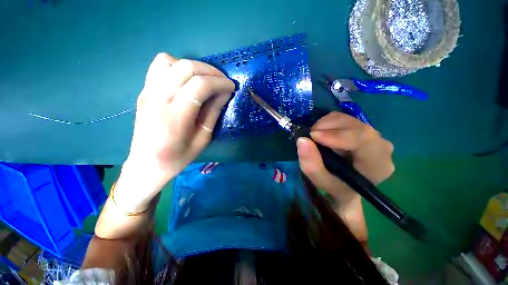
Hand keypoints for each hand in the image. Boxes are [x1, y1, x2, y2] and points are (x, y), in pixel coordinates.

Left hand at [116, 53, 233, 210]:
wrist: (146, 165)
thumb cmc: (178, 157)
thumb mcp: (202, 139)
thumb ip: (213, 113)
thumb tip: (224, 93)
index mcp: (175, 117)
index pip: (200, 86)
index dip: (219, 82)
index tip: (231, 87)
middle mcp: (157, 98)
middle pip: (185, 68)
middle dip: (210, 70)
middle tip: (223, 81)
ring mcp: (147, 92)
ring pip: (170, 61)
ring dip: (193, 66)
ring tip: (206, 79)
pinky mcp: (144, 91)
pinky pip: (159, 67)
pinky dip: (177, 67)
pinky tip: (187, 80)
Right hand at [296, 112, 393, 204]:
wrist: (347, 186)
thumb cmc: (337, 187)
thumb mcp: (321, 181)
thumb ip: (312, 165)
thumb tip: (302, 140)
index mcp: (377, 163)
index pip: (363, 139)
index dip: (336, 134)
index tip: (313, 137)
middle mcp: (381, 145)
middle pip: (354, 126)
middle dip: (326, 128)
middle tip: (310, 137)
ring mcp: (372, 134)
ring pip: (347, 119)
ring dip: (325, 125)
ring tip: (315, 138)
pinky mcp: (361, 129)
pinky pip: (343, 118)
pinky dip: (327, 123)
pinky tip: (322, 135)